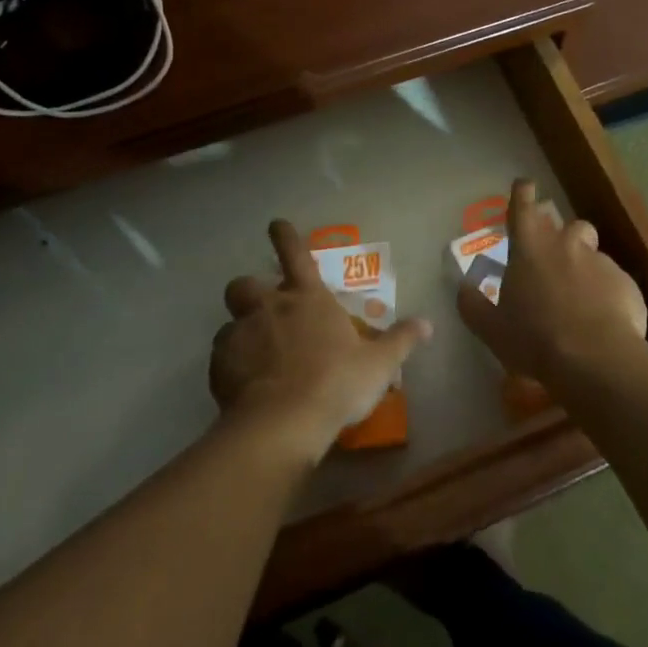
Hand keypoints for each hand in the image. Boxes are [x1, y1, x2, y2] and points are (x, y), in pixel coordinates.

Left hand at [211, 219, 430, 463]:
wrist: (284, 422)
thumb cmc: (336, 383)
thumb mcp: (379, 364)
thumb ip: (401, 340)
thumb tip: (428, 324)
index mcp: (308, 298)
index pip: (294, 254)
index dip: (285, 236)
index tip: (275, 224)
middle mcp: (269, 306)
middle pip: (245, 284)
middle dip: (250, 291)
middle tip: (263, 310)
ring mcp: (241, 333)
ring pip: (230, 321)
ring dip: (240, 331)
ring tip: (254, 355)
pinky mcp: (220, 364)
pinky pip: (221, 357)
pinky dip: (231, 364)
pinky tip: (243, 385)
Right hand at [455, 179, 647, 381]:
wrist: (596, 360)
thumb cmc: (535, 339)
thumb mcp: (492, 329)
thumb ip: (473, 305)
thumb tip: (463, 289)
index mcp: (530, 248)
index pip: (523, 205)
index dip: (522, 193)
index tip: (524, 186)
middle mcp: (566, 244)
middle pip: (566, 225)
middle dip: (562, 237)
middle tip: (554, 263)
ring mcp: (599, 261)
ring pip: (592, 252)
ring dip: (585, 265)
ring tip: (581, 295)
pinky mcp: (625, 282)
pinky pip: (613, 281)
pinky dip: (606, 293)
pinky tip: (603, 320)